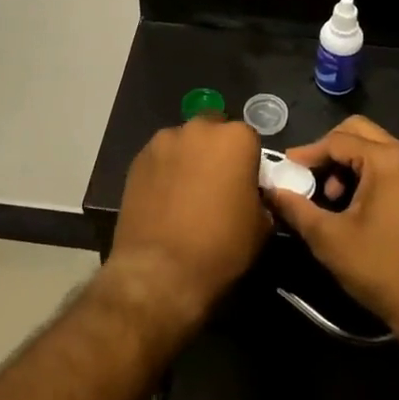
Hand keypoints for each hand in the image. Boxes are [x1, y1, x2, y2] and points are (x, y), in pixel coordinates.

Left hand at [105, 119, 270, 339]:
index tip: (244, 185)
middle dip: (216, 150)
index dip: (248, 162)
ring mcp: (164, 141)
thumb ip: (259, 198)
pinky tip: (164, 199)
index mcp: (235, 139)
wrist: (160, 270)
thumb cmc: (220, 247)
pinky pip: (160, 158)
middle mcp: (199, 129)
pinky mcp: (138, 158)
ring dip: (188, 158)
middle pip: (213, 130)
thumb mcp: (260, 227)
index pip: (249, 139)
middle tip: (216, 184)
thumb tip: (251, 195)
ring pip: (184, 142)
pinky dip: (165, 171)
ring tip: (185, 193)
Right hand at [263, 116, 398, 333]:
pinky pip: (392, 164)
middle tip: (310, 174)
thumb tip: (270, 190)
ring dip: (349, 161)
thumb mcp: (329, 239)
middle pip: (360, 132)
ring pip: (376, 147)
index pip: (337, 140)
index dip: (308, 152)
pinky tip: (355, 202)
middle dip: (330, 149)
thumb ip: (296, 208)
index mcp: (387, 161)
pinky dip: (368, 171)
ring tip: (332, 195)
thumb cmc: (380, 268)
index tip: (287, 168)